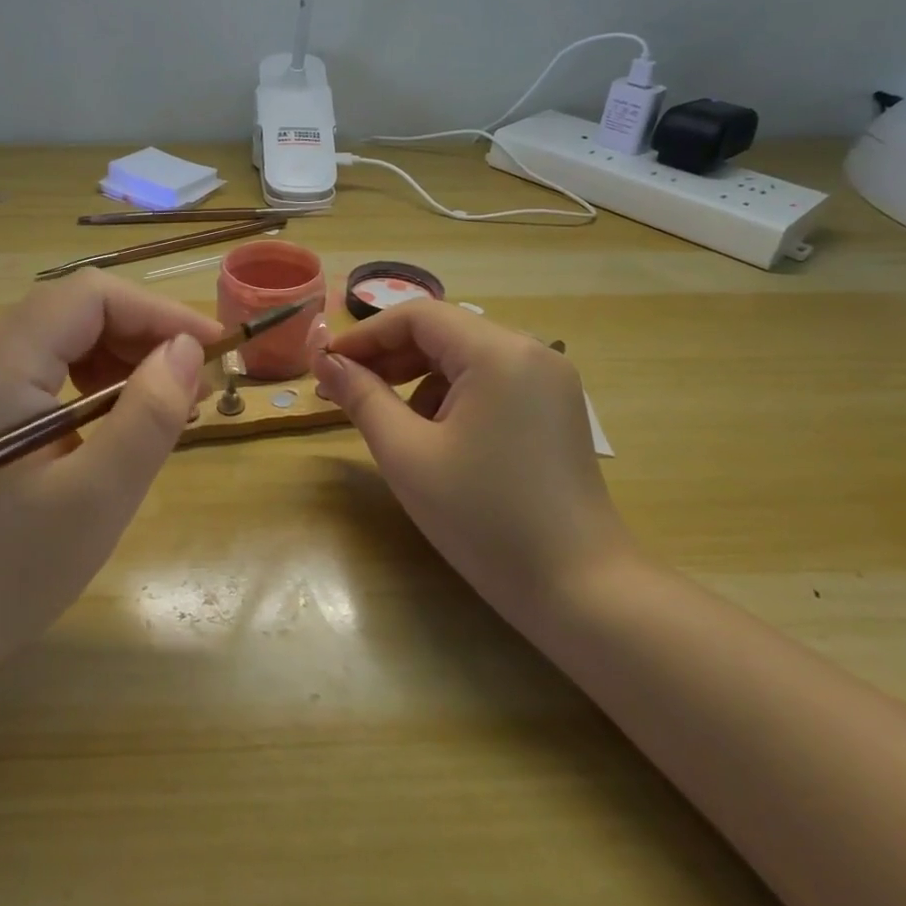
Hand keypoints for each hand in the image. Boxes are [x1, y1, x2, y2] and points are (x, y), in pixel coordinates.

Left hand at [0, 271, 221, 694]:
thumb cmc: (4, 572)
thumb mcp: (96, 497)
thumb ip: (148, 414)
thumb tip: (187, 350)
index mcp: (0, 361)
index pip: (92, 295)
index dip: (160, 312)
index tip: (212, 350)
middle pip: (77, 310)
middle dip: (145, 336)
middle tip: (196, 386)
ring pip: (63, 337)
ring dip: (122, 359)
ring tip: (168, 406)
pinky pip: (44, 369)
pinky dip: (91, 383)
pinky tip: (119, 423)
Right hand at [312, 302, 631, 636]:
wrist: (580, 589)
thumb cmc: (484, 518)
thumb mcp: (407, 454)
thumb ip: (361, 398)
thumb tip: (325, 363)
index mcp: (499, 352)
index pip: (417, 316)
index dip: (365, 334)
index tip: (326, 364)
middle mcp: (531, 351)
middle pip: (443, 332)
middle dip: (389, 357)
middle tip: (344, 390)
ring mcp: (550, 380)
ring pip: (466, 358)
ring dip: (418, 378)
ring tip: (388, 421)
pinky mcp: (555, 409)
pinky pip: (491, 382)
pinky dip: (453, 396)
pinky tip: (436, 438)